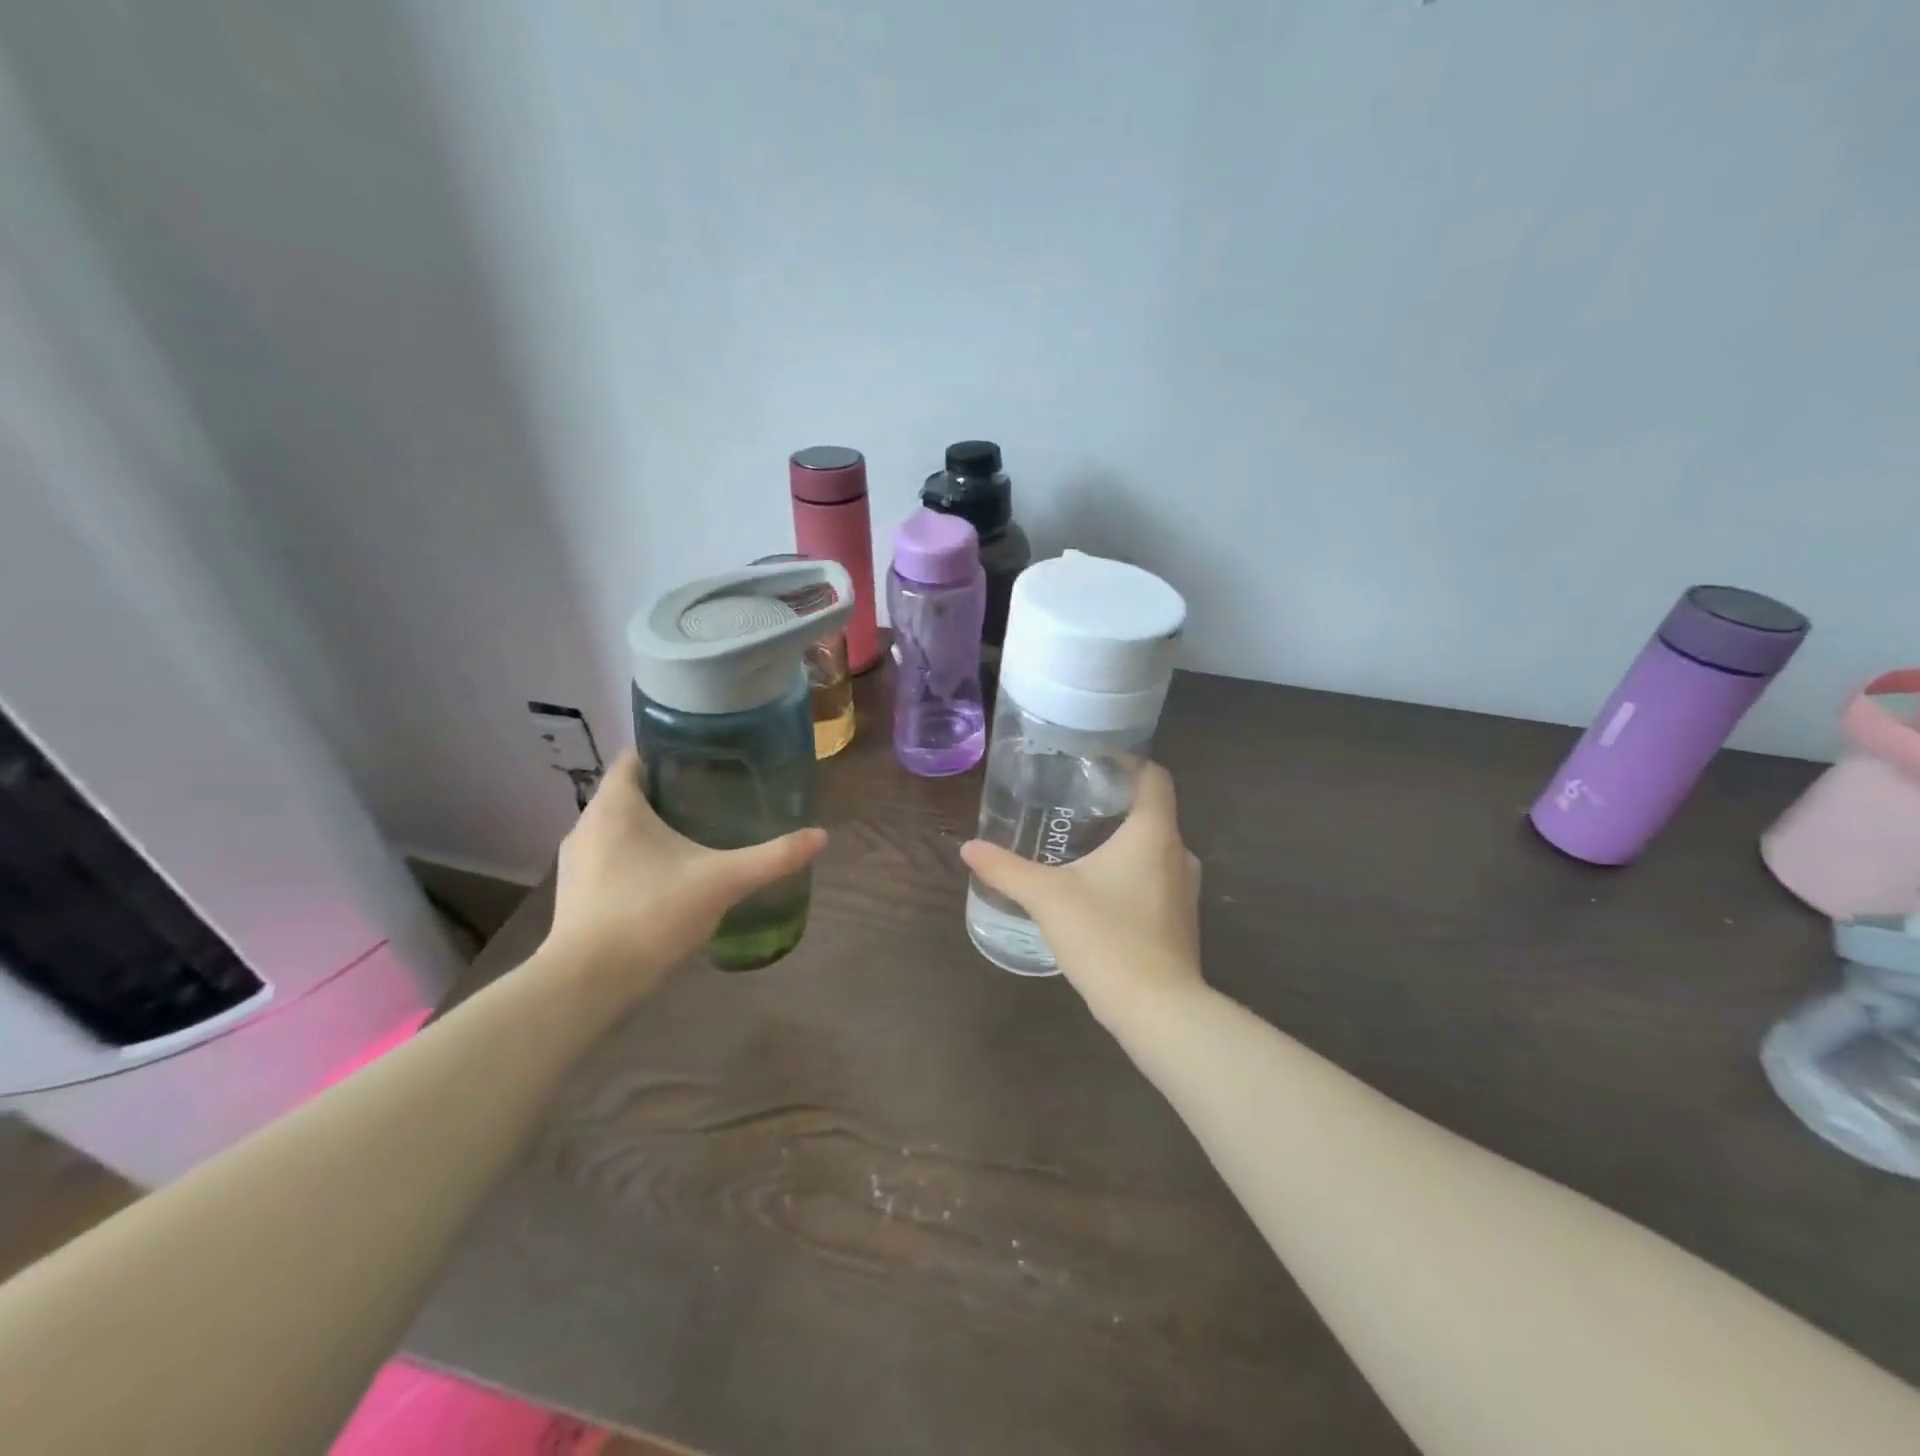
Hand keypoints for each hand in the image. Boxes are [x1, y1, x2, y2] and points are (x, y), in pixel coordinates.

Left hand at [542, 750, 826, 1005]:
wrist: (588, 983)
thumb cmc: (651, 913)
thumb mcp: (722, 881)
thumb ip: (772, 857)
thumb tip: (821, 836)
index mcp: (616, 805)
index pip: (635, 755)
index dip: (668, 749)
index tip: (706, 756)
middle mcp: (588, 824)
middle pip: (630, 791)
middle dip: (669, 790)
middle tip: (714, 794)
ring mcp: (576, 861)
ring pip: (618, 827)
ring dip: (650, 826)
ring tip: (695, 832)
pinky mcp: (575, 893)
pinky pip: (609, 857)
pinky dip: (636, 856)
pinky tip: (667, 876)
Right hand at [960, 763, 1204, 1024]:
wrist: (1157, 1010)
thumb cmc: (1106, 938)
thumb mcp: (1047, 898)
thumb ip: (1007, 869)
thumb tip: (969, 847)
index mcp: (1153, 833)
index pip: (1154, 776)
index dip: (1129, 761)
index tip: (1094, 761)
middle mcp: (1179, 853)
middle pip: (1153, 811)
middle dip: (1116, 803)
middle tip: (1073, 801)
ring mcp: (1186, 890)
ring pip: (1156, 848)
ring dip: (1124, 841)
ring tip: (1081, 843)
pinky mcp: (1182, 920)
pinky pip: (1158, 878)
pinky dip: (1133, 872)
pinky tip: (1099, 888)